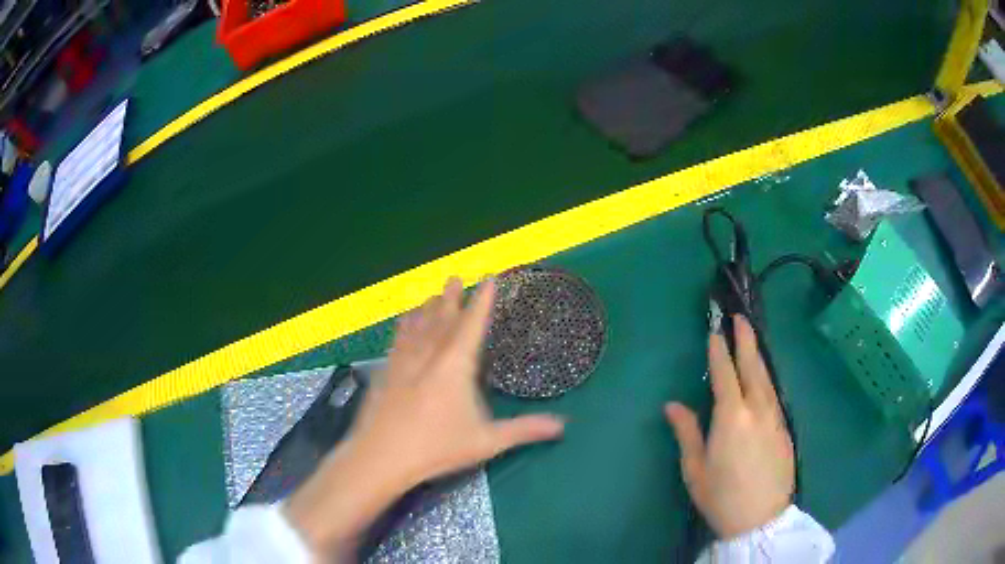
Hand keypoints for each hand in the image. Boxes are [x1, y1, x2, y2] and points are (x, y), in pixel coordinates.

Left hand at [286, 277, 564, 558]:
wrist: (380, 456)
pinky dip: (404, 325)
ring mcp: (403, 361)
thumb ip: (524, 430)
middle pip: (442, 318)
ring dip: (427, 307)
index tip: (489, 279)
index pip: (472, 325)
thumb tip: (563, 426)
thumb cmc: (436, 448)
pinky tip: (402, 322)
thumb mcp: (486, 442)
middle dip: (451, 297)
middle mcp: (428, 355)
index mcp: (455, 366)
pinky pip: (397, 339)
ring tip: (432, 296)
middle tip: (456, 277)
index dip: (483, 300)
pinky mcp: (385, 372)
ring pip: (417, 325)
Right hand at [665, 315, 793, 539]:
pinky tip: (763, 379)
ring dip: (758, 356)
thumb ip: (687, 432)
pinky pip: (774, 394)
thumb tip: (673, 405)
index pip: (725, 374)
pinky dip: (767, 379)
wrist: (761, 519)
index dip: (720, 351)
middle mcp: (757, 409)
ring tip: (752, 341)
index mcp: (731, 417)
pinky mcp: (785, 428)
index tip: (715, 331)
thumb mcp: (695, 469)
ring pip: (767, 378)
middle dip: (746, 340)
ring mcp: (775, 417)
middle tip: (740, 318)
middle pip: (752, 366)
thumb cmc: (721, 497)